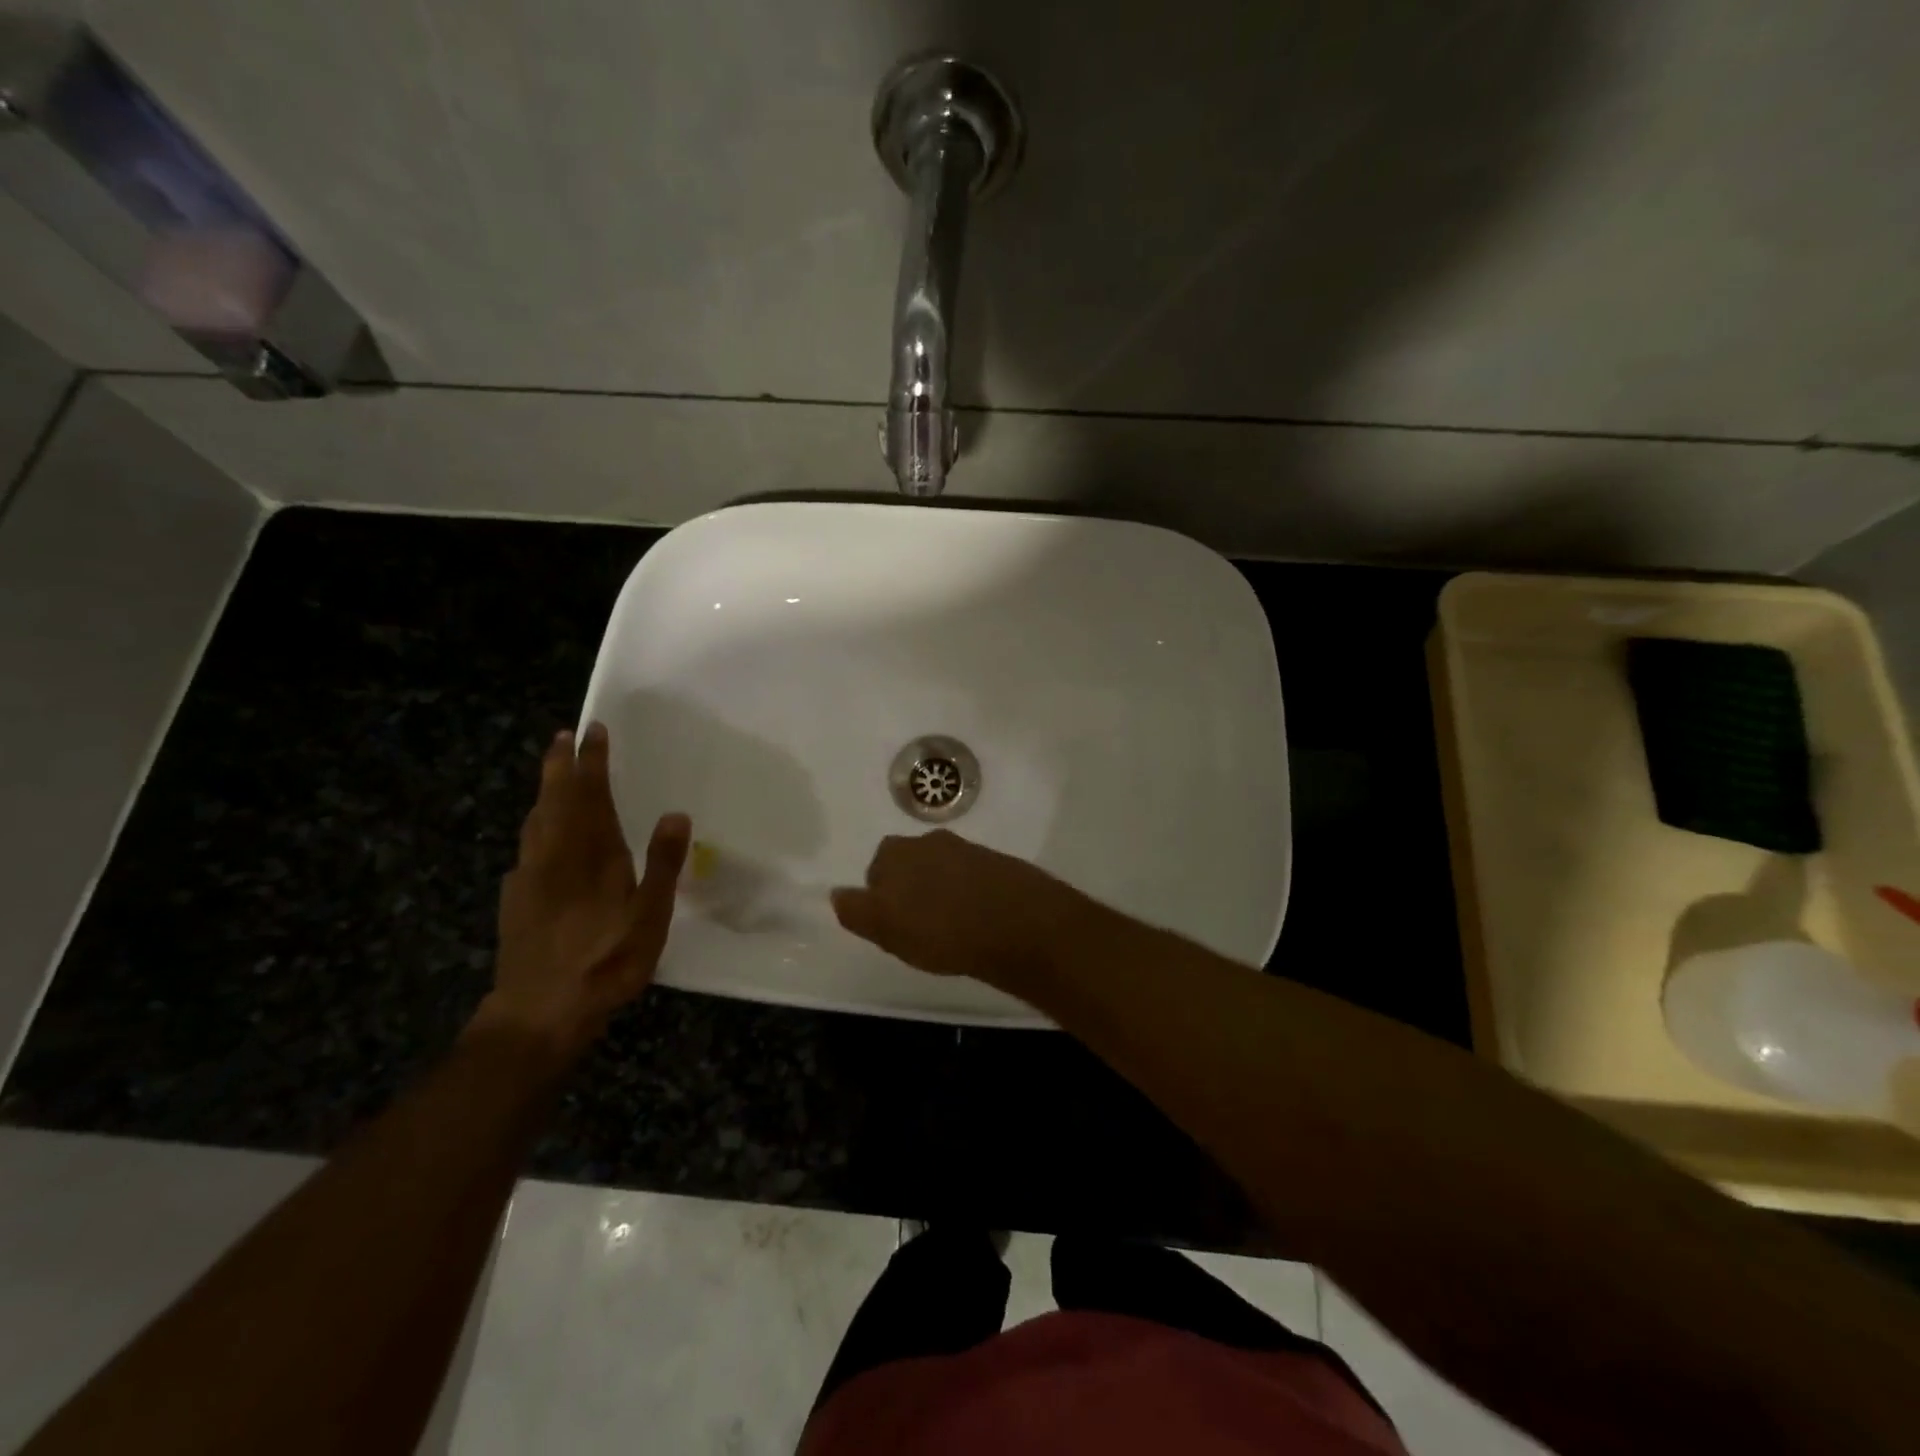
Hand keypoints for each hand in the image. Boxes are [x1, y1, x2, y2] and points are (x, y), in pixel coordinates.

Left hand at [478, 722, 690, 1061]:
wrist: (538, 1012)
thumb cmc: (605, 962)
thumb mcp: (650, 916)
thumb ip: (663, 864)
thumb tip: (676, 814)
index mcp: (592, 854)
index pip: (591, 795)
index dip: (592, 762)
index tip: (593, 731)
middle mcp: (555, 856)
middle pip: (555, 799)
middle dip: (560, 765)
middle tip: (563, 736)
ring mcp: (529, 877)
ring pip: (535, 821)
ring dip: (545, 791)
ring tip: (553, 774)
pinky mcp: (514, 900)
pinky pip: (527, 848)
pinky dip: (536, 827)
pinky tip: (539, 838)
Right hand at [831, 830, 1097, 987]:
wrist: (1020, 924)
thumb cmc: (943, 930)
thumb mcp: (887, 929)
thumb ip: (857, 911)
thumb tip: (836, 894)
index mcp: (899, 851)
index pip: (876, 871)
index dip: (881, 900)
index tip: (895, 927)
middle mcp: (931, 842)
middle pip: (909, 866)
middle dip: (910, 891)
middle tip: (920, 928)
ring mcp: (968, 850)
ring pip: (940, 871)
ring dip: (940, 893)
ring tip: (950, 928)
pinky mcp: (998, 864)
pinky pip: (971, 880)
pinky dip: (968, 896)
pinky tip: (977, 922)